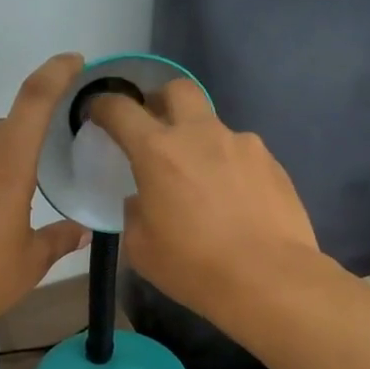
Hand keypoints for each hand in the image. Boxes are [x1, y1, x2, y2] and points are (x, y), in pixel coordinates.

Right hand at [90, 81, 318, 322]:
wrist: (269, 279)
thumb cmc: (194, 266)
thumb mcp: (141, 248)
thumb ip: (135, 213)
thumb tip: (143, 199)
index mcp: (158, 152)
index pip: (121, 110)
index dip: (104, 105)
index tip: (97, 112)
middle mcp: (201, 135)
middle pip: (178, 90)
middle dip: (160, 100)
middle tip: (154, 128)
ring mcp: (242, 145)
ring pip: (213, 126)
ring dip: (199, 142)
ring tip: (200, 181)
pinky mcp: (272, 163)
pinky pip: (240, 154)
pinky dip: (228, 167)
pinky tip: (232, 200)